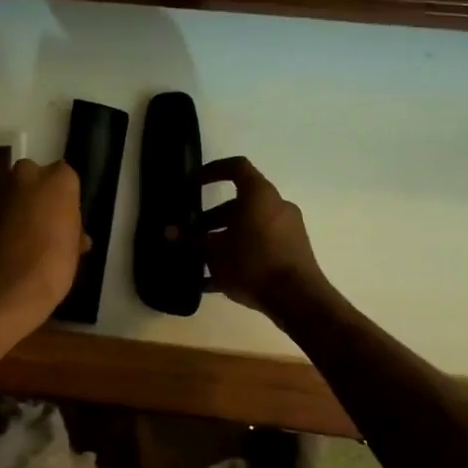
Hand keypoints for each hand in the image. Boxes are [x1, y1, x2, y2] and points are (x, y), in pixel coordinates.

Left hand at [0, 159, 85, 329]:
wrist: (3, 286)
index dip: (64, 199)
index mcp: (58, 179)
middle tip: (44, 226)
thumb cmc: (52, 264)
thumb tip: (72, 233)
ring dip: (17, 208)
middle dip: (37, 196)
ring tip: (24, 240)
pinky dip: (0, 222)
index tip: (65, 219)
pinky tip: (6, 246)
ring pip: (12, 193)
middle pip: (34, 178)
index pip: (65, 178)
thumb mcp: (74, 248)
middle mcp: (26, 175)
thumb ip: (71, 229)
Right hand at [200, 157, 327, 314]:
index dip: (212, 170)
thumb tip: (169, 232)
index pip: (236, 167)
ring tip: (199, 258)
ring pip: (248, 227)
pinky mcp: (291, 253)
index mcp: (259, 195)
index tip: (192, 184)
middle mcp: (276, 206)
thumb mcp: (215, 252)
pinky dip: (238, 256)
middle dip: (211, 217)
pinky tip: (214, 281)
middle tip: (190, 232)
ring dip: (223, 238)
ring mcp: (287, 230)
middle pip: (239, 203)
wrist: (298, 300)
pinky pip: (259, 247)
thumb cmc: (253, 263)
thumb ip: (191, 240)